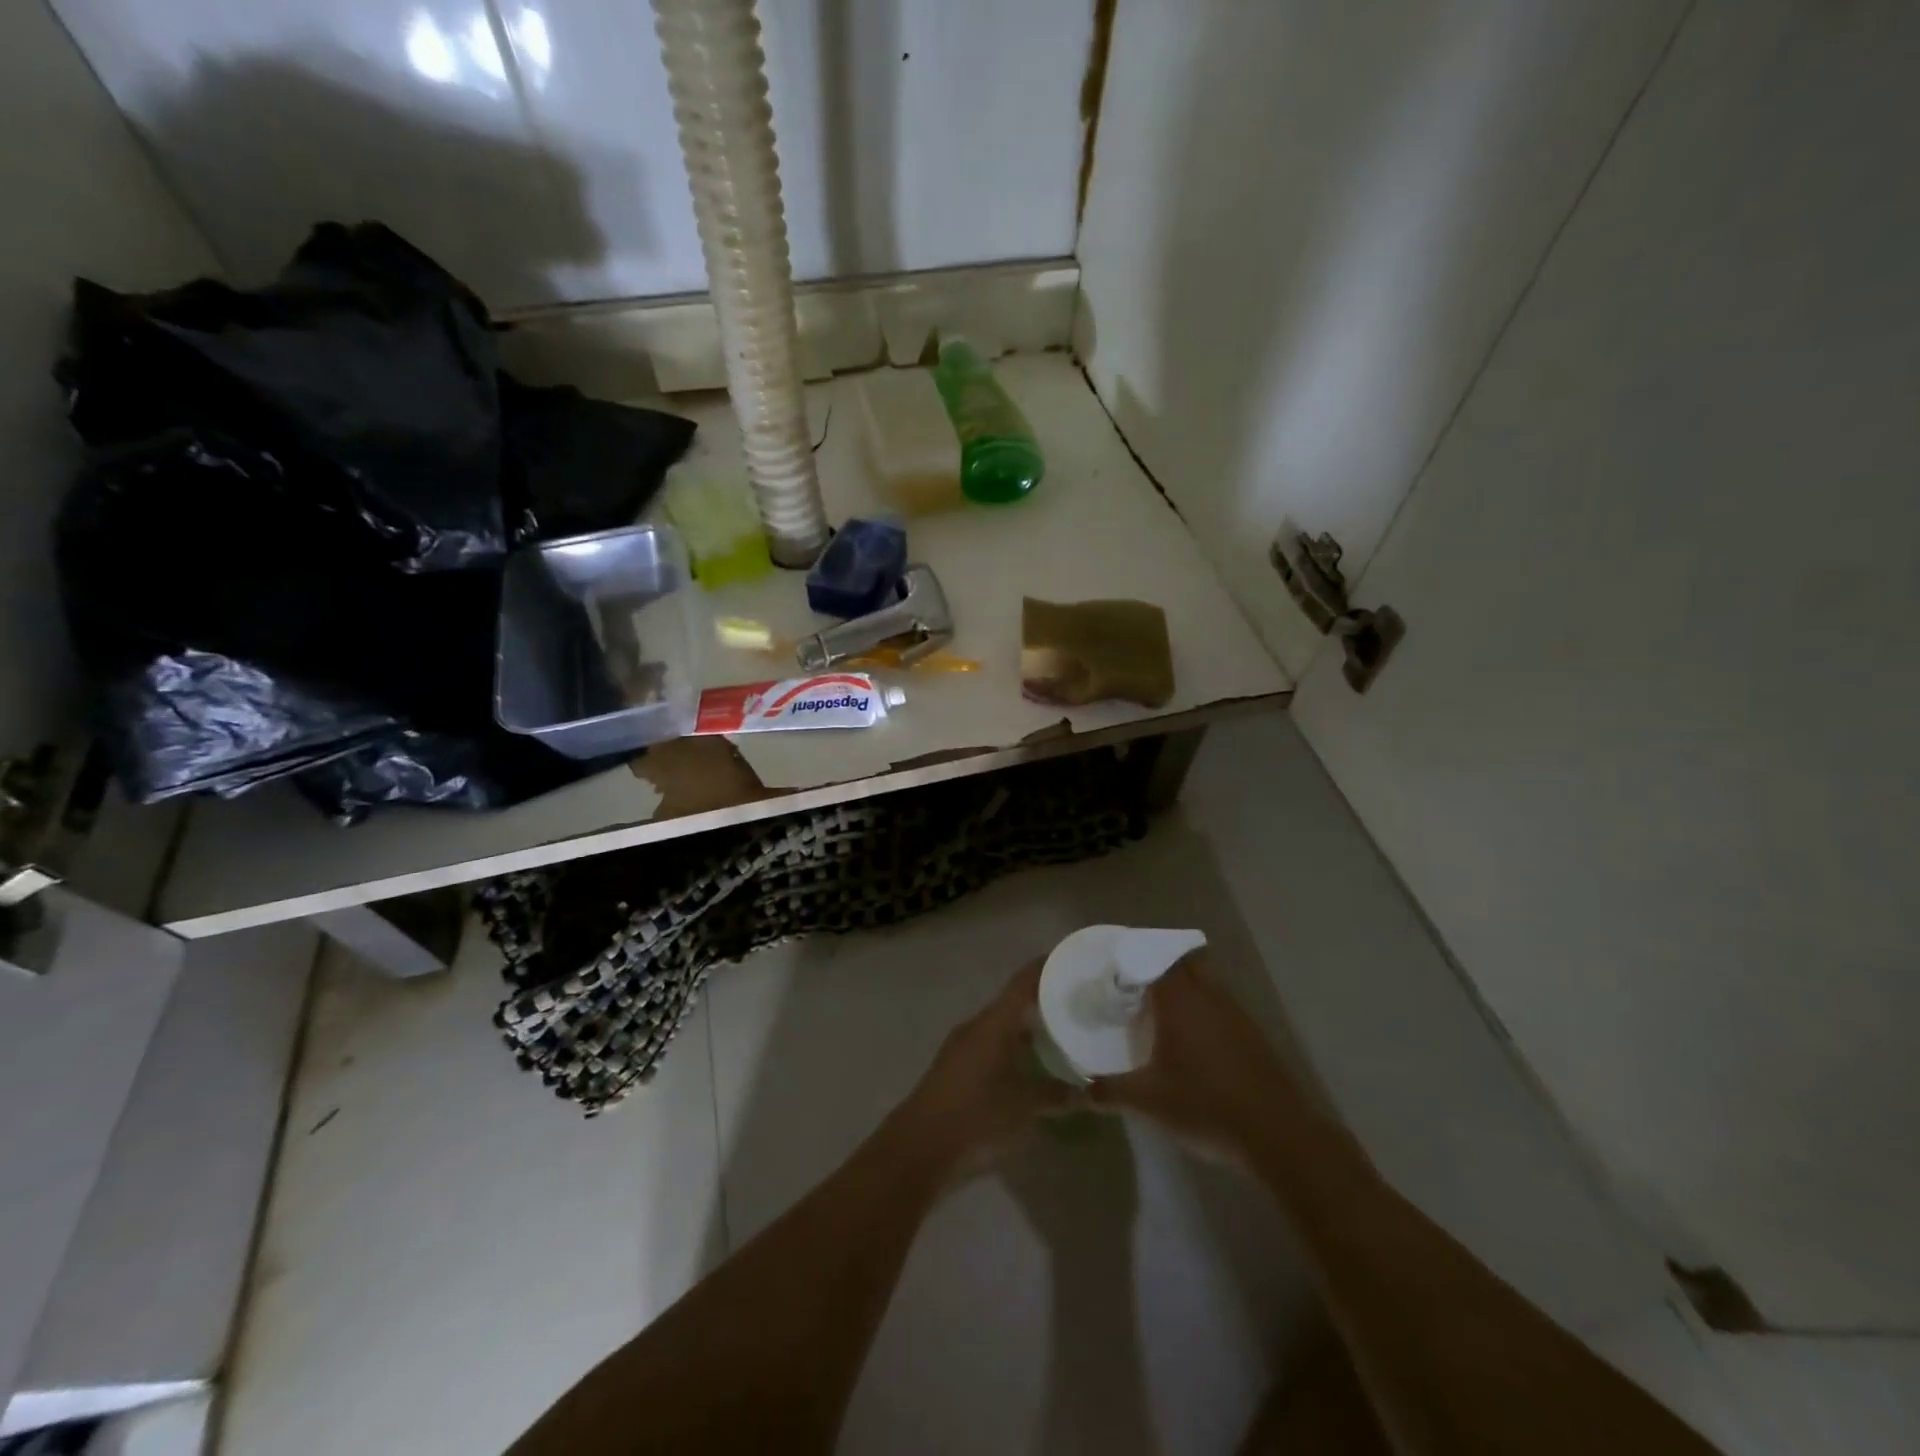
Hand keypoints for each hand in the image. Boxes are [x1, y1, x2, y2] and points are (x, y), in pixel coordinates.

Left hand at [894, 960, 1070, 1178]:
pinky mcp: (956, 1068)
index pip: (1023, 982)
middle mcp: (977, 1025)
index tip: (1072, 959)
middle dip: (1043, 999)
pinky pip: (992, 1045)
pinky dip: (1014, 1047)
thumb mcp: (1025, 1106)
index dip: (1046, 967)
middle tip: (1076, 1001)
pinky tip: (1032, 1064)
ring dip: (1028, 1026)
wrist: (920, 1147)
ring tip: (1061, 1031)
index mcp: (993, 1022)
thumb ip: (1058, 1094)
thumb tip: (1090, 1091)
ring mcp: (963, 1046)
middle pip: (1013, 1001)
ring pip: (1002, 1025)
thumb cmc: (976, 1116)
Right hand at [1088, 954, 1310, 1162]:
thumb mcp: (1148, 1101)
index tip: (1115, 966)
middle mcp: (1208, 996)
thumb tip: (1079, 1092)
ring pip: (1207, 981)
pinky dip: (1204, 1008)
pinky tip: (1193, 1038)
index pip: (1154, 958)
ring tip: (1161, 1008)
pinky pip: (1221, 1005)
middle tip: (1137, 982)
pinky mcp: (1252, 1035)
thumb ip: (1110, 1092)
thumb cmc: (1204, 1105)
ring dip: (1186, 985)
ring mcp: (1235, 1013)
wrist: (1276, 1134)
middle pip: (1185, 960)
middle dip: (1162, 963)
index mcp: (1179, 1000)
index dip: (1135, 957)